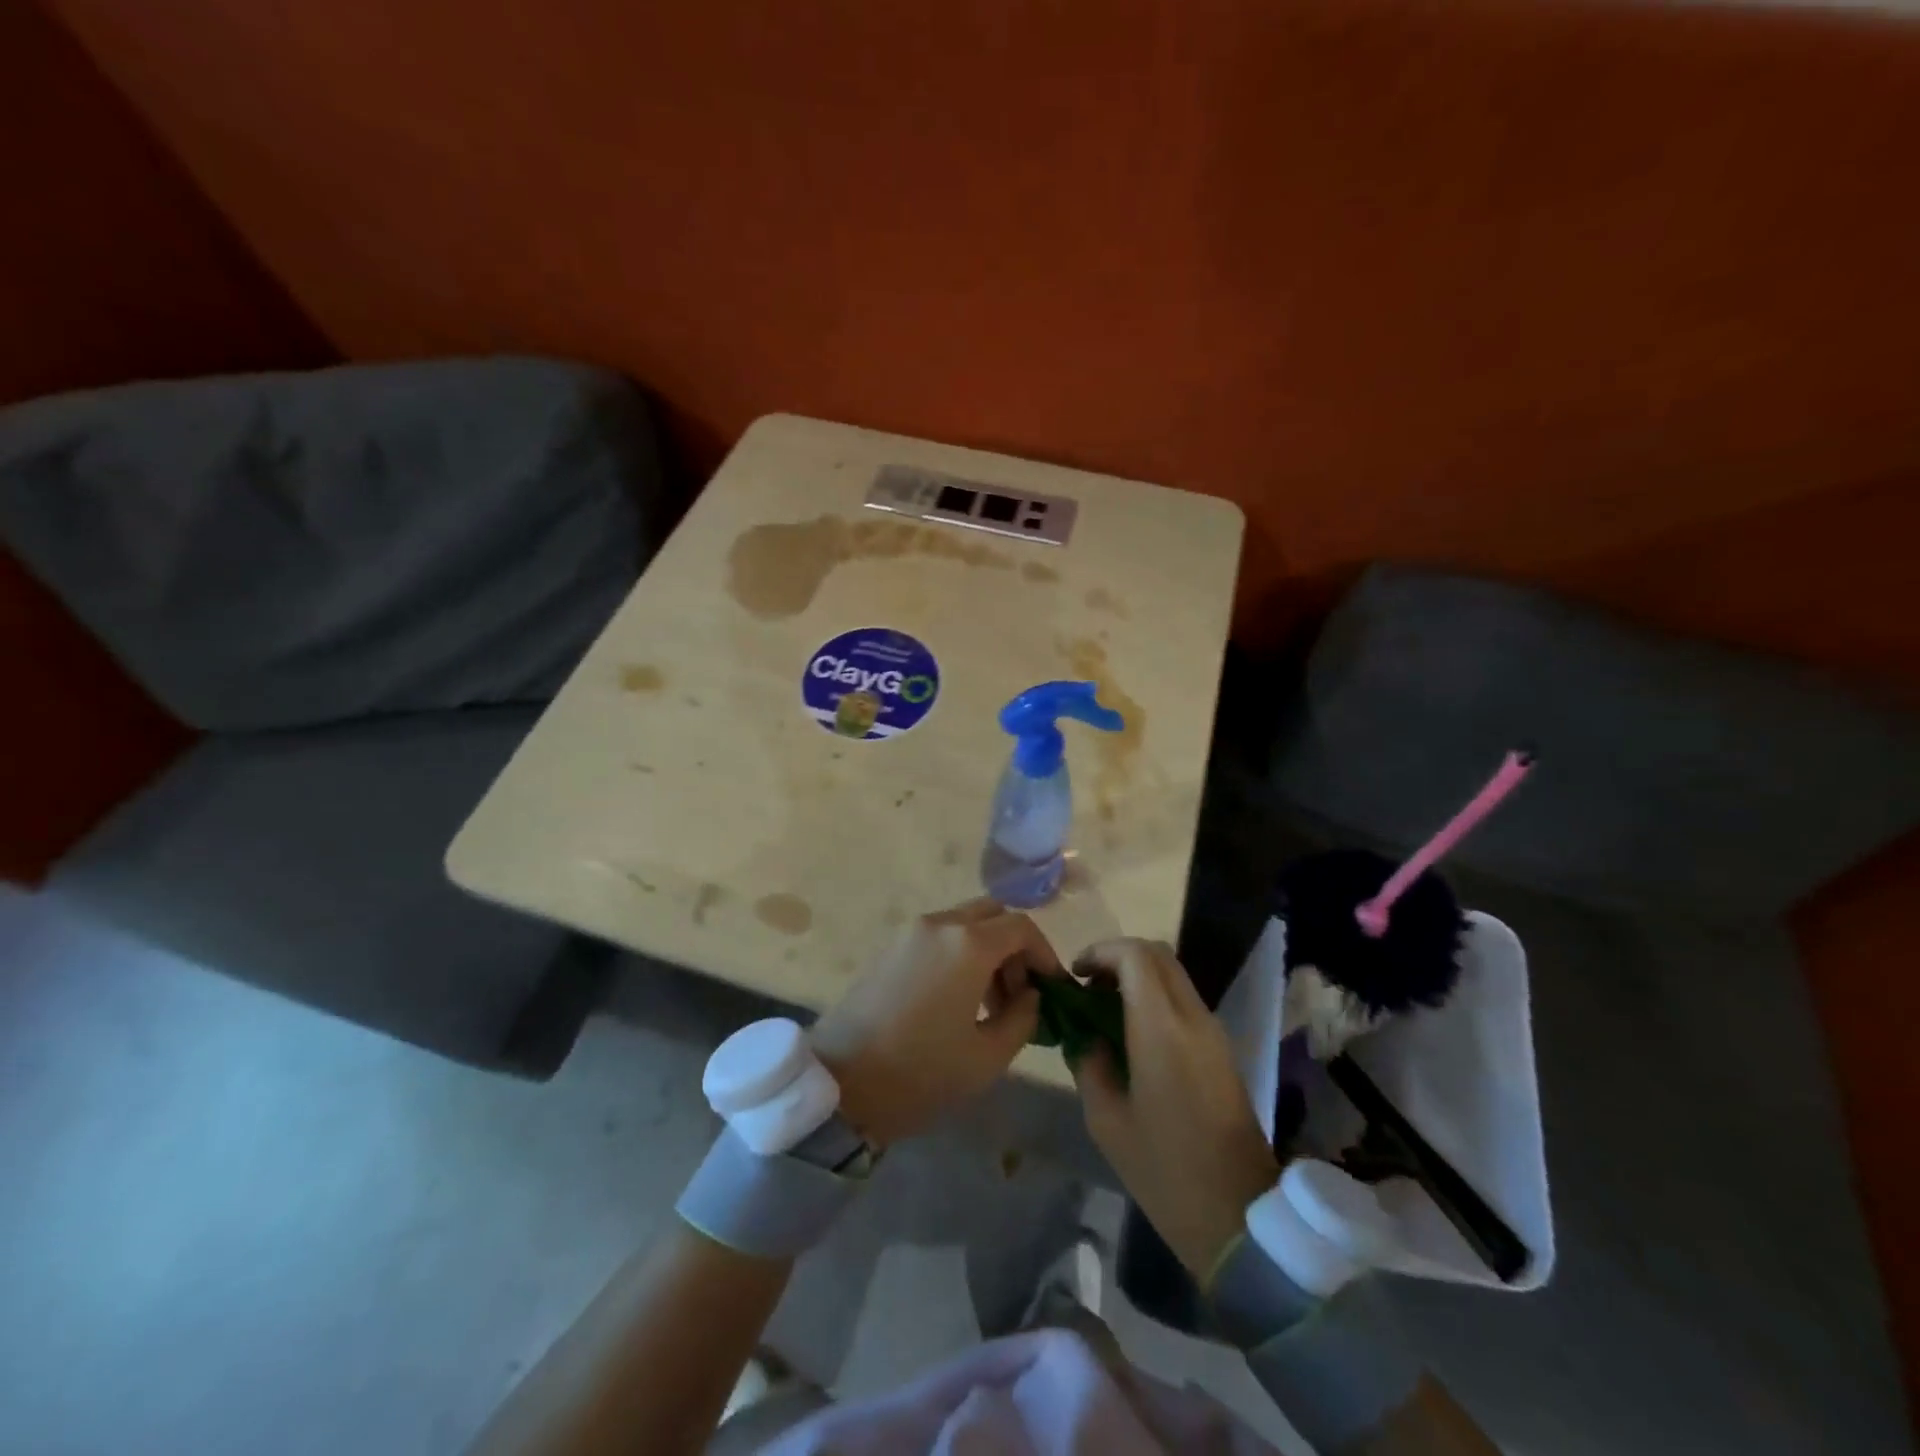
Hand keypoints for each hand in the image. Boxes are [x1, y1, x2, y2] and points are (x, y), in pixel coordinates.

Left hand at [811, 899, 1061, 1145]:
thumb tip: (1031, 996)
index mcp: (968, 944)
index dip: (1045, 954)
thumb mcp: (987, 1056)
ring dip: (987, 952)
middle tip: (1020, 994)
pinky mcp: (890, 948)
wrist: (840, 1083)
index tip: (1053, 989)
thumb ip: (1023, 1018)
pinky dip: (960, 955)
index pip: (1022, 927)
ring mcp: (910, 933)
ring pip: (964, 924)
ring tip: (991, 1005)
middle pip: (992, 916)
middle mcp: (940, 925)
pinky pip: (938, 938)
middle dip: (1015, 949)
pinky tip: (957, 1001)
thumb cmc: (920, 1072)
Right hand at [1071, 939, 1280, 1277]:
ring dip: (1137, 976)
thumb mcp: (1106, 1119)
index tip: (1075, 975)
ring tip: (1105, 1008)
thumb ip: (1089, 1063)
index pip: (1134, 956)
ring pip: (1173, 975)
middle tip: (1088, 985)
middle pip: (1158, 954)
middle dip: (1118, 957)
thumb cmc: (1164, 1170)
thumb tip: (1086, 1036)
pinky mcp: (1223, 1049)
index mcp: (1162, 1029)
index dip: (1100, 951)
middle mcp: (1193, 1018)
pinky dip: (1155, 997)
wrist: (1239, 1217)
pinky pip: (1184, 1001)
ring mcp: (1214, 1032)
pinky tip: (1132, 1032)